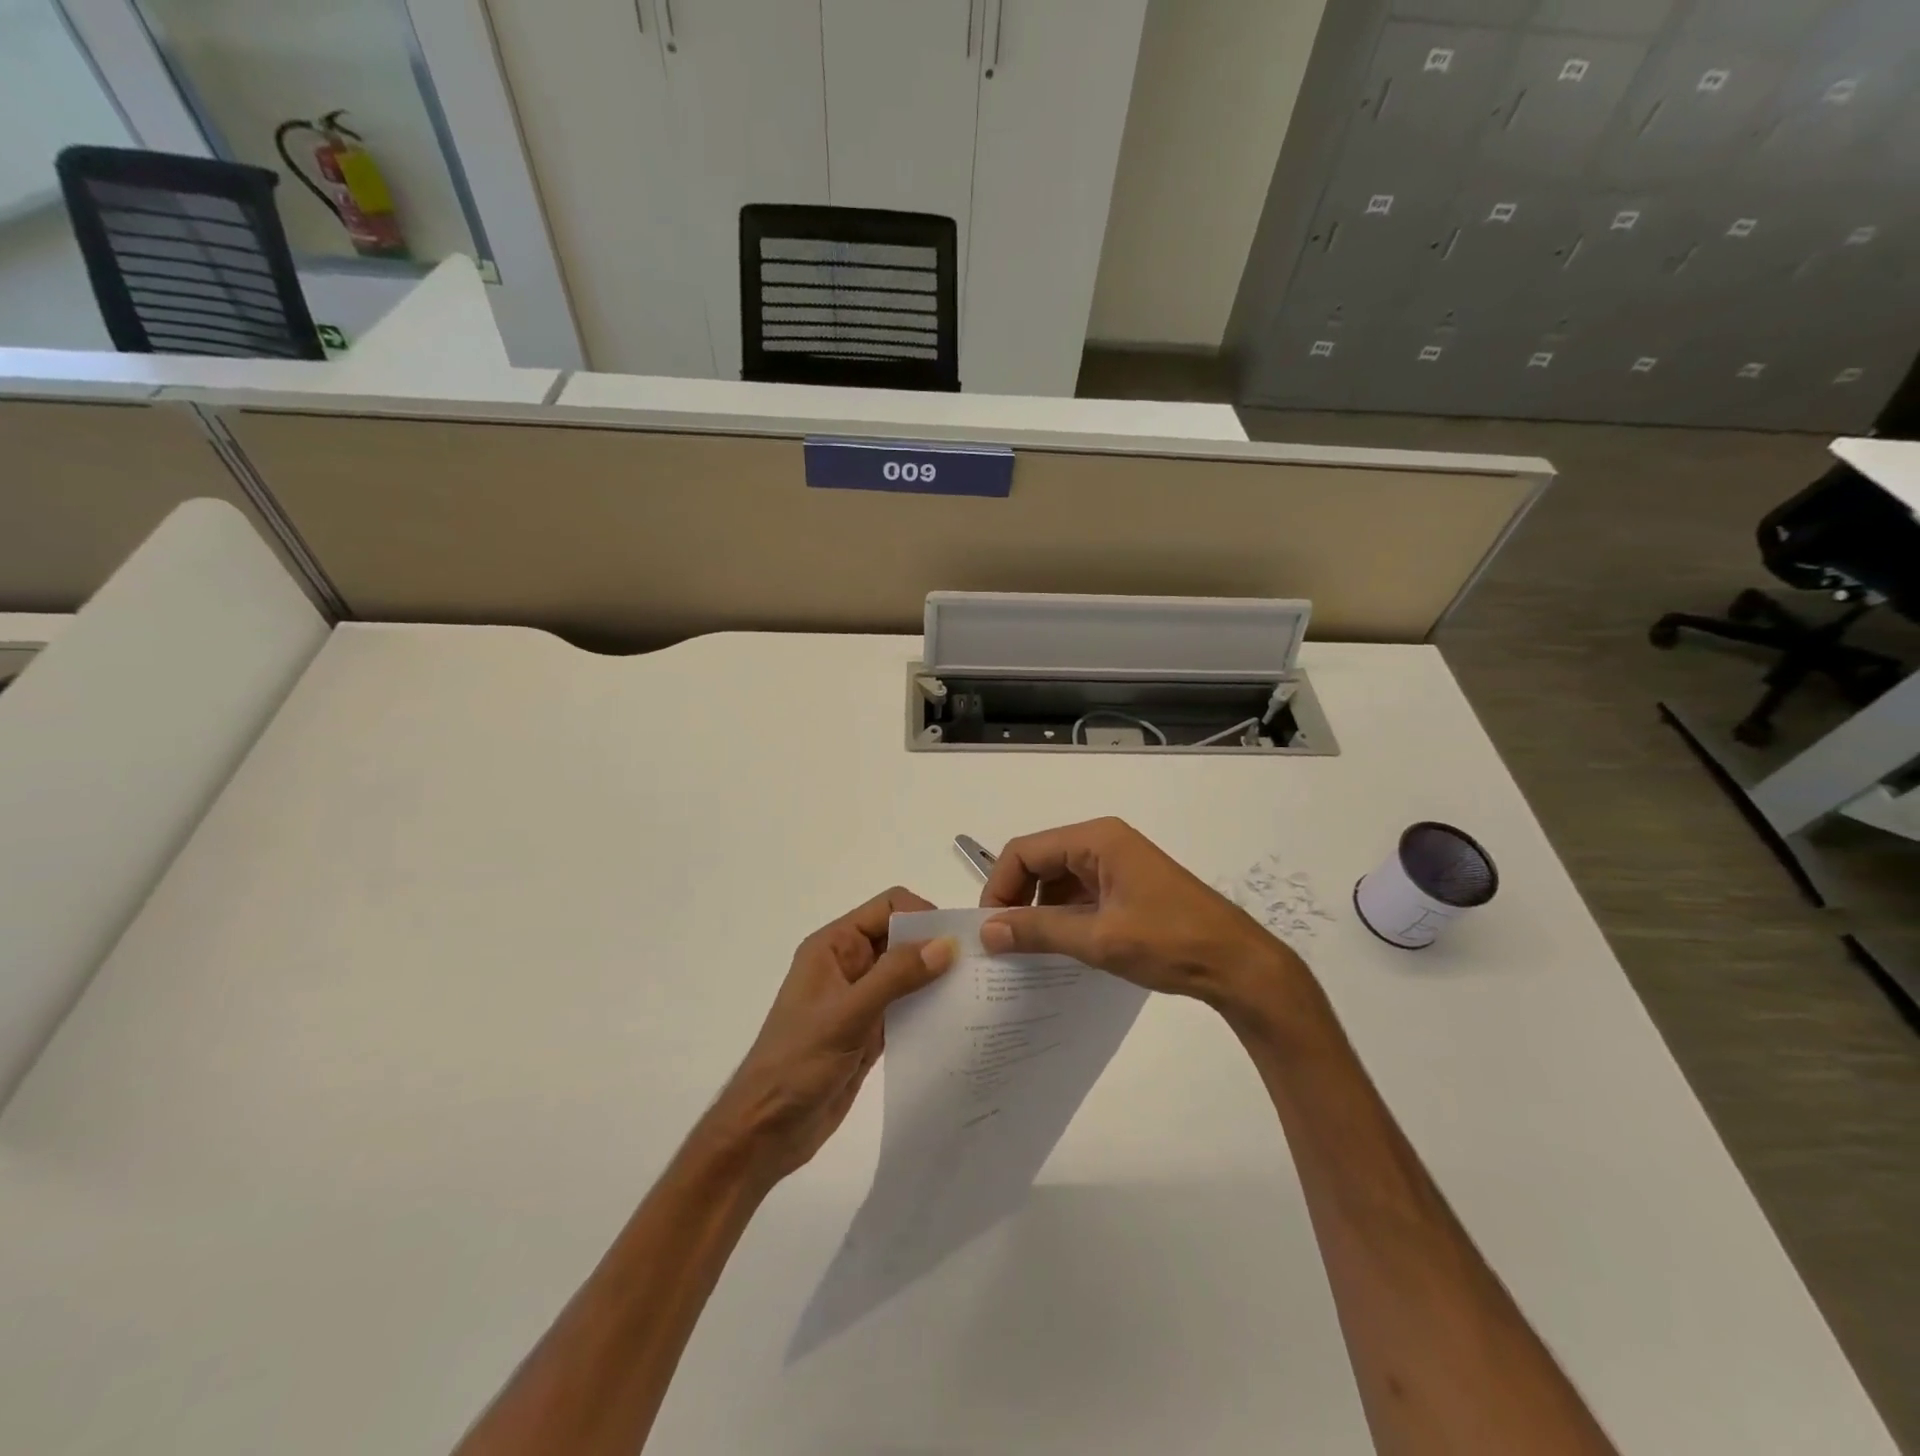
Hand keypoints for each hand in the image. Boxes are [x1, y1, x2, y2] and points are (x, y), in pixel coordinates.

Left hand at [705, 887, 956, 1183]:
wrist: (766, 1131)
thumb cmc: (797, 1063)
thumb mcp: (847, 1015)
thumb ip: (896, 977)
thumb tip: (946, 944)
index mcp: (834, 946)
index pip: (887, 906)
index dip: (922, 915)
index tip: (957, 941)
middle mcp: (849, 964)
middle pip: (901, 936)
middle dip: (936, 945)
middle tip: (978, 965)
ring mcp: (860, 998)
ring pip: (908, 972)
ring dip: (936, 978)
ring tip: (976, 992)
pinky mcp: (871, 1030)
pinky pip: (907, 1006)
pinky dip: (929, 1008)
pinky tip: (957, 1021)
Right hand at [979, 817, 1304, 1010]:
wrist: (1238, 965)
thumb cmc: (1170, 942)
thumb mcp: (1098, 939)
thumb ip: (1038, 931)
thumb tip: (986, 931)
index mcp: (1096, 840)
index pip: (1025, 851)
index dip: (1000, 886)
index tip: (990, 929)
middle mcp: (1103, 842)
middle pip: (1040, 861)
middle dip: (1017, 898)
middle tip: (1004, 942)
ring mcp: (1118, 864)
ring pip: (1058, 880)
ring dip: (1040, 910)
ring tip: (1029, 950)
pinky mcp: (1128, 886)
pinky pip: (1081, 894)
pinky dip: (1064, 917)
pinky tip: (1060, 948)